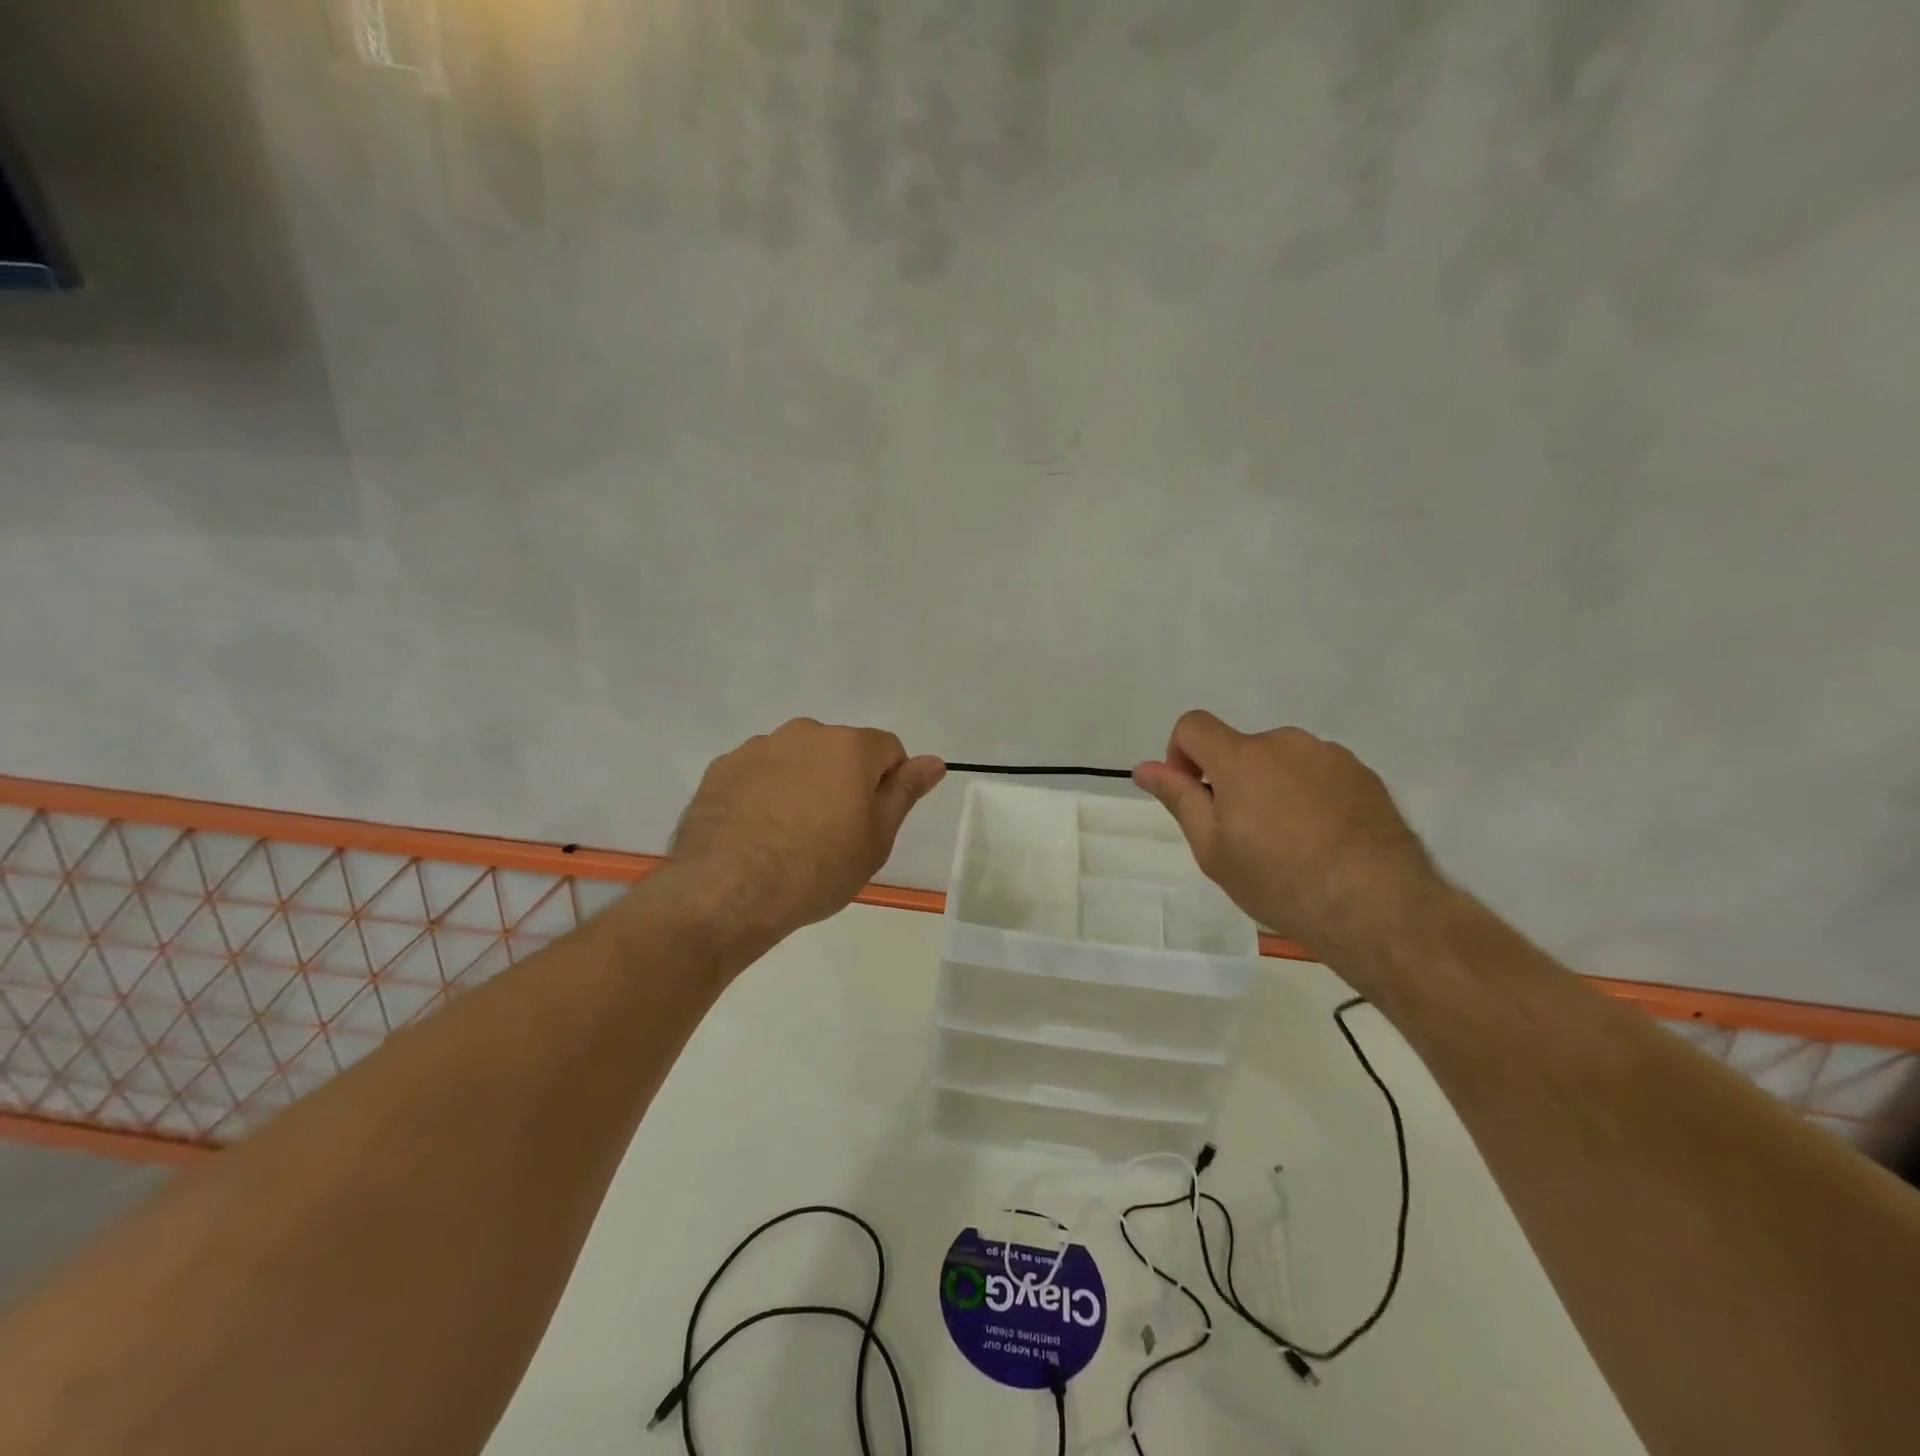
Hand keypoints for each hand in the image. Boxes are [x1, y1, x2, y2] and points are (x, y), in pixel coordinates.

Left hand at [670, 719, 944, 944]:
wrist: (728, 890)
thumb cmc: (817, 868)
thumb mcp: (876, 839)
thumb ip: (904, 792)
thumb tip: (933, 762)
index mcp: (850, 746)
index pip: (888, 749)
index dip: (888, 783)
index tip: (872, 821)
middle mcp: (805, 733)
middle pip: (839, 751)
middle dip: (842, 781)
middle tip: (833, 832)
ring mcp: (759, 747)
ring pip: (796, 759)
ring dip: (801, 784)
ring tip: (788, 836)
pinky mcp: (722, 768)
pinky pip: (758, 773)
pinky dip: (764, 793)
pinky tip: (755, 833)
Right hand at [1133, 711, 1439, 958]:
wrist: (1377, 904)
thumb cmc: (1280, 880)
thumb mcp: (1213, 849)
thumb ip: (1179, 799)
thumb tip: (1144, 768)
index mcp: (1241, 757)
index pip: (1193, 725)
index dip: (1181, 755)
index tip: (1196, 796)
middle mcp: (1285, 743)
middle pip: (1240, 748)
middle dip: (1232, 780)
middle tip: (1246, 836)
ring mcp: (1330, 755)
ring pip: (1282, 761)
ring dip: (1273, 787)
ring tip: (1291, 843)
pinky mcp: (1364, 774)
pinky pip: (1319, 773)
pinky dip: (1310, 795)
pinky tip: (1325, 840)